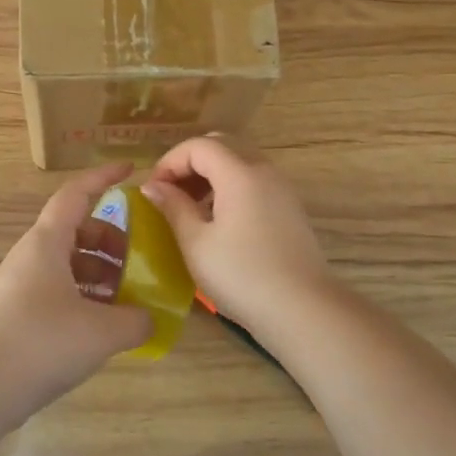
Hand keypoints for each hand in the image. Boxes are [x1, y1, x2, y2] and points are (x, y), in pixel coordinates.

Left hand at [0, 162, 152, 421]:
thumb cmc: (43, 342)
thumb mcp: (102, 331)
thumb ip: (135, 320)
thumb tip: (147, 318)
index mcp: (47, 242)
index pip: (76, 194)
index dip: (103, 178)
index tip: (131, 170)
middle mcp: (32, 255)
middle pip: (76, 230)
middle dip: (111, 240)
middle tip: (139, 261)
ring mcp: (22, 284)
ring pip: (68, 263)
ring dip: (100, 273)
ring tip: (128, 299)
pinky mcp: (19, 313)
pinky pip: (59, 290)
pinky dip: (85, 296)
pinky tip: (105, 326)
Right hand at [142, 134, 335, 333]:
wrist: (303, 310)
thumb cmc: (241, 276)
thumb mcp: (196, 243)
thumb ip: (173, 207)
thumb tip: (153, 186)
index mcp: (239, 173)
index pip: (198, 146)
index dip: (170, 162)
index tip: (153, 191)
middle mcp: (263, 171)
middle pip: (222, 145)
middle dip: (190, 162)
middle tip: (170, 193)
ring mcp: (281, 189)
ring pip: (240, 161)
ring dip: (210, 174)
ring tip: (190, 208)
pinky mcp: (289, 208)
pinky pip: (254, 181)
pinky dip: (230, 187)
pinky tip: (217, 220)